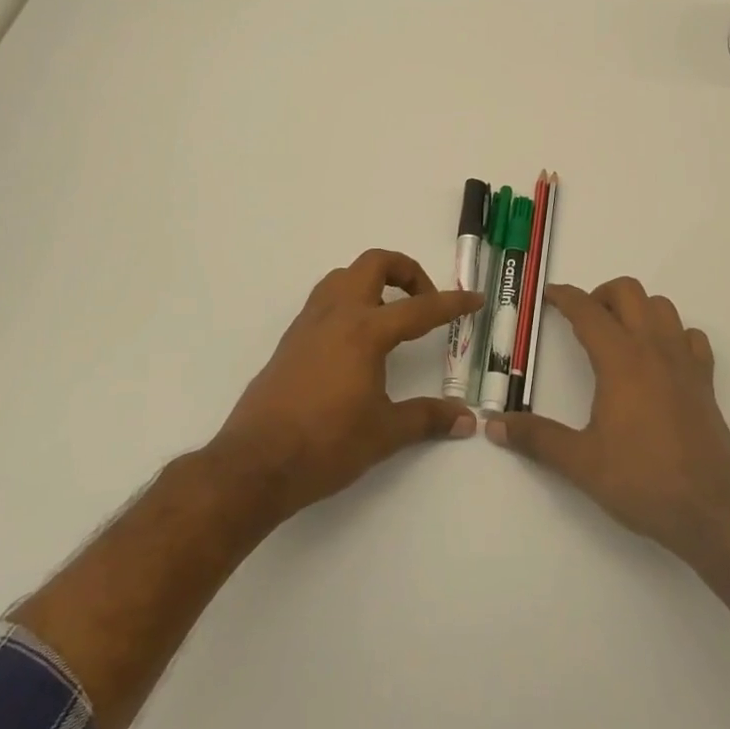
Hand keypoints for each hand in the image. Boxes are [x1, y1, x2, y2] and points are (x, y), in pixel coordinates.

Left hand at [207, 249, 479, 522]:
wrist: (254, 465)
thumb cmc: (326, 445)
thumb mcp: (384, 433)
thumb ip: (427, 418)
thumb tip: (466, 419)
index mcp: (365, 331)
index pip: (419, 308)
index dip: (452, 303)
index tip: (474, 299)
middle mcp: (337, 314)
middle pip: (374, 263)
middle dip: (406, 271)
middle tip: (424, 300)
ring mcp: (308, 324)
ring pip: (343, 276)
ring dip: (372, 282)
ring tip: (390, 314)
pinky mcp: (290, 340)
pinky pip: (324, 300)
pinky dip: (348, 301)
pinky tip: (355, 341)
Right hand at [487, 277, 729, 564]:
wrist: (711, 509)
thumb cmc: (642, 480)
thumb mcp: (581, 462)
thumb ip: (537, 438)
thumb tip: (494, 425)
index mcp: (620, 359)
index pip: (587, 310)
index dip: (565, 297)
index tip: (548, 295)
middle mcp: (653, 348)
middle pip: (628, 292)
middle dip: (601, 295)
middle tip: (583, 320)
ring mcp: (684, 361)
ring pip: (662, 306)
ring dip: (637, 308)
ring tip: (619, 334)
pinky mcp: (705, 380)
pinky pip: (690, 336)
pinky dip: (673, 334)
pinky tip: (660, 358)